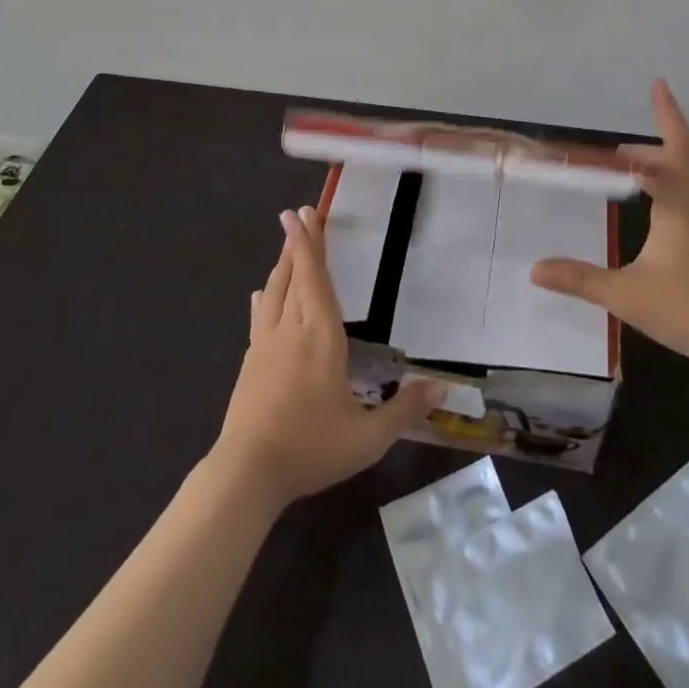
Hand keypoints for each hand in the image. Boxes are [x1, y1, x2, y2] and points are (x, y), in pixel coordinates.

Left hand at [212, 206, 443, 510]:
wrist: (246, 474)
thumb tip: (441, 387)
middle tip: (299, 213)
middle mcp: (292, 330)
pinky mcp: (250, 362)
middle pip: (294, 276)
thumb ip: (404, 410)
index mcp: (322, 337)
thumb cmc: (310, 449)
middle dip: (298, 243)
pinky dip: (264, 297)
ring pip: (274, 292)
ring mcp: (265, 344)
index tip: (302, 213)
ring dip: (282, 264)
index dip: (310, 244)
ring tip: (287, 243)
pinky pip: (259, 316)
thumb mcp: (367, 438)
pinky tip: (260, 294)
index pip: (315, 279)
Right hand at [532, 79, 688, 373]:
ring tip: (627, 164)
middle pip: (680, 154)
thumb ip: (581, 279)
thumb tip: (535, 269)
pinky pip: (683, 195)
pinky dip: (664, 182)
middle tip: (640, 112)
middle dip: (661, 128)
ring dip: (659, 158)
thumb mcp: (627, 295)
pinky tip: (650, 203)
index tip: (656, 83)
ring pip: (683, 176)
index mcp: (677, 206)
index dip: (664, 115)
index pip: (667, 150)